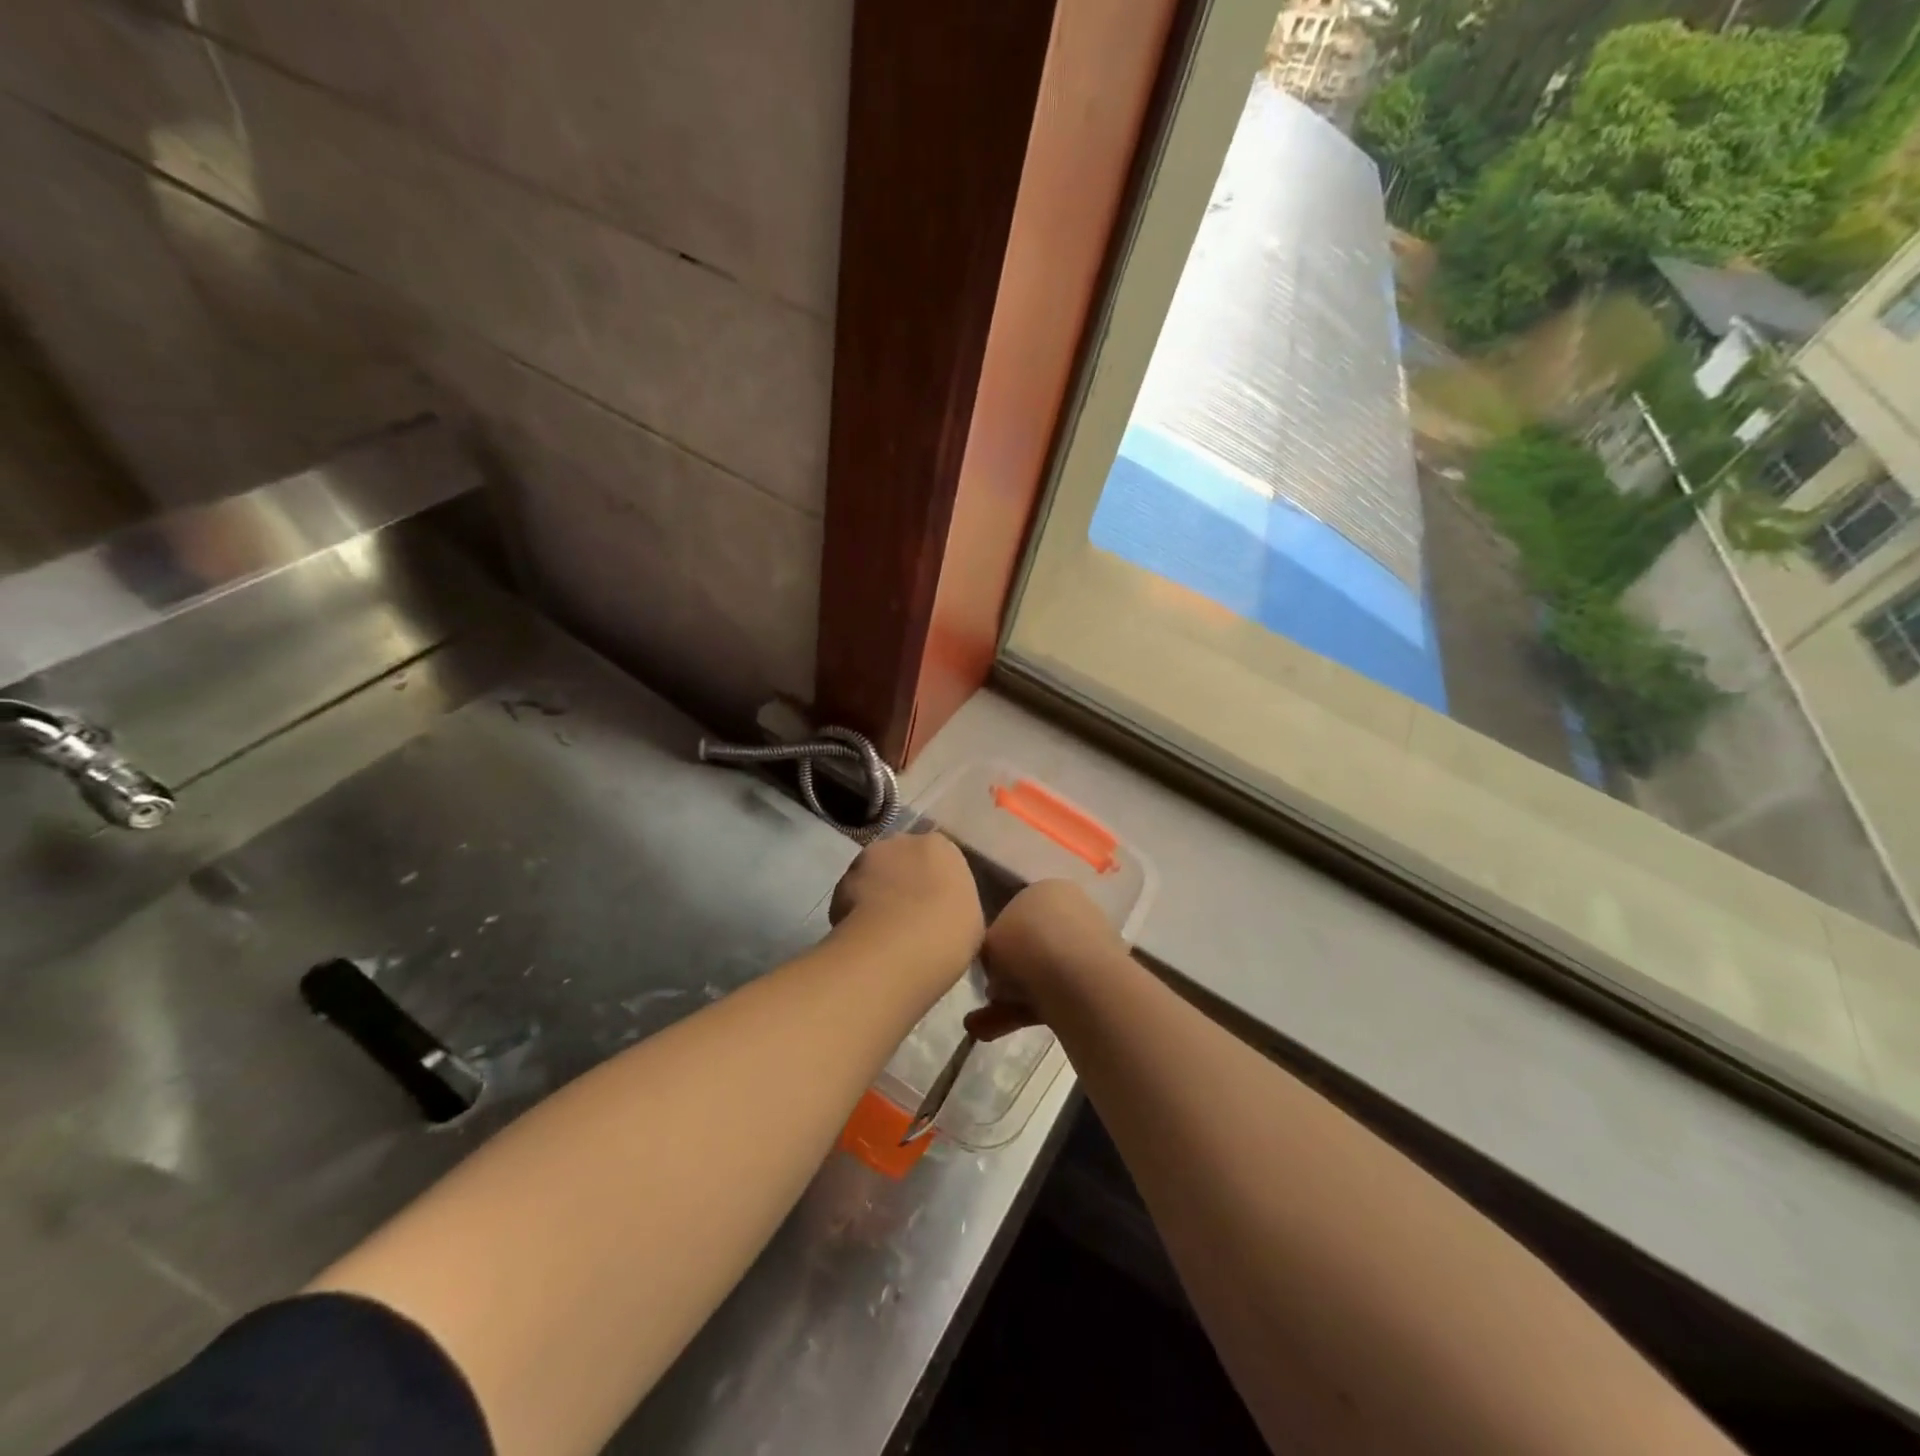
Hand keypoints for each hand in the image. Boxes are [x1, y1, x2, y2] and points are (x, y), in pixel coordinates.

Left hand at [828, 831, 984, 981]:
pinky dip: (855, 911)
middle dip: (904, 881)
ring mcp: (866, 859)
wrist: (897, 948)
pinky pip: (851, 896)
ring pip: (874, 874)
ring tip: (883, 930)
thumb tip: (945, 912)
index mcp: (941, 846)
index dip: (936, 883)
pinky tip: (865, 937)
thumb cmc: (948, 933)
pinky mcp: (839, 883)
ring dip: (877, 893)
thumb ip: (956, 906)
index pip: (939, 857)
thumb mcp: (971, 922)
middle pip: (903, 859)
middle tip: (911, 916)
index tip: (937, 908)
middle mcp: (902, 841)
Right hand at [966, 880, 1126, 1041]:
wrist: (1075, 978)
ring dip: (1012, 998)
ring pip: (1042, 974)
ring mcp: (1089, 947)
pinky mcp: (1098, 982)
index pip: (1017, 911)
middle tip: (989, 992)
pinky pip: (1056, 995)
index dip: (998, 940)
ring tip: (981, 1025)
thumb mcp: (988, 940)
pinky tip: (997, 1031)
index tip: (986, 963)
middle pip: (1031, 944)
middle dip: (1008, 973)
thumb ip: (990, 949)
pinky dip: (1028, 1012)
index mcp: (1047, 889)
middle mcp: (1073, 910)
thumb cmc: (1024, 944)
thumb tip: (997, 969)